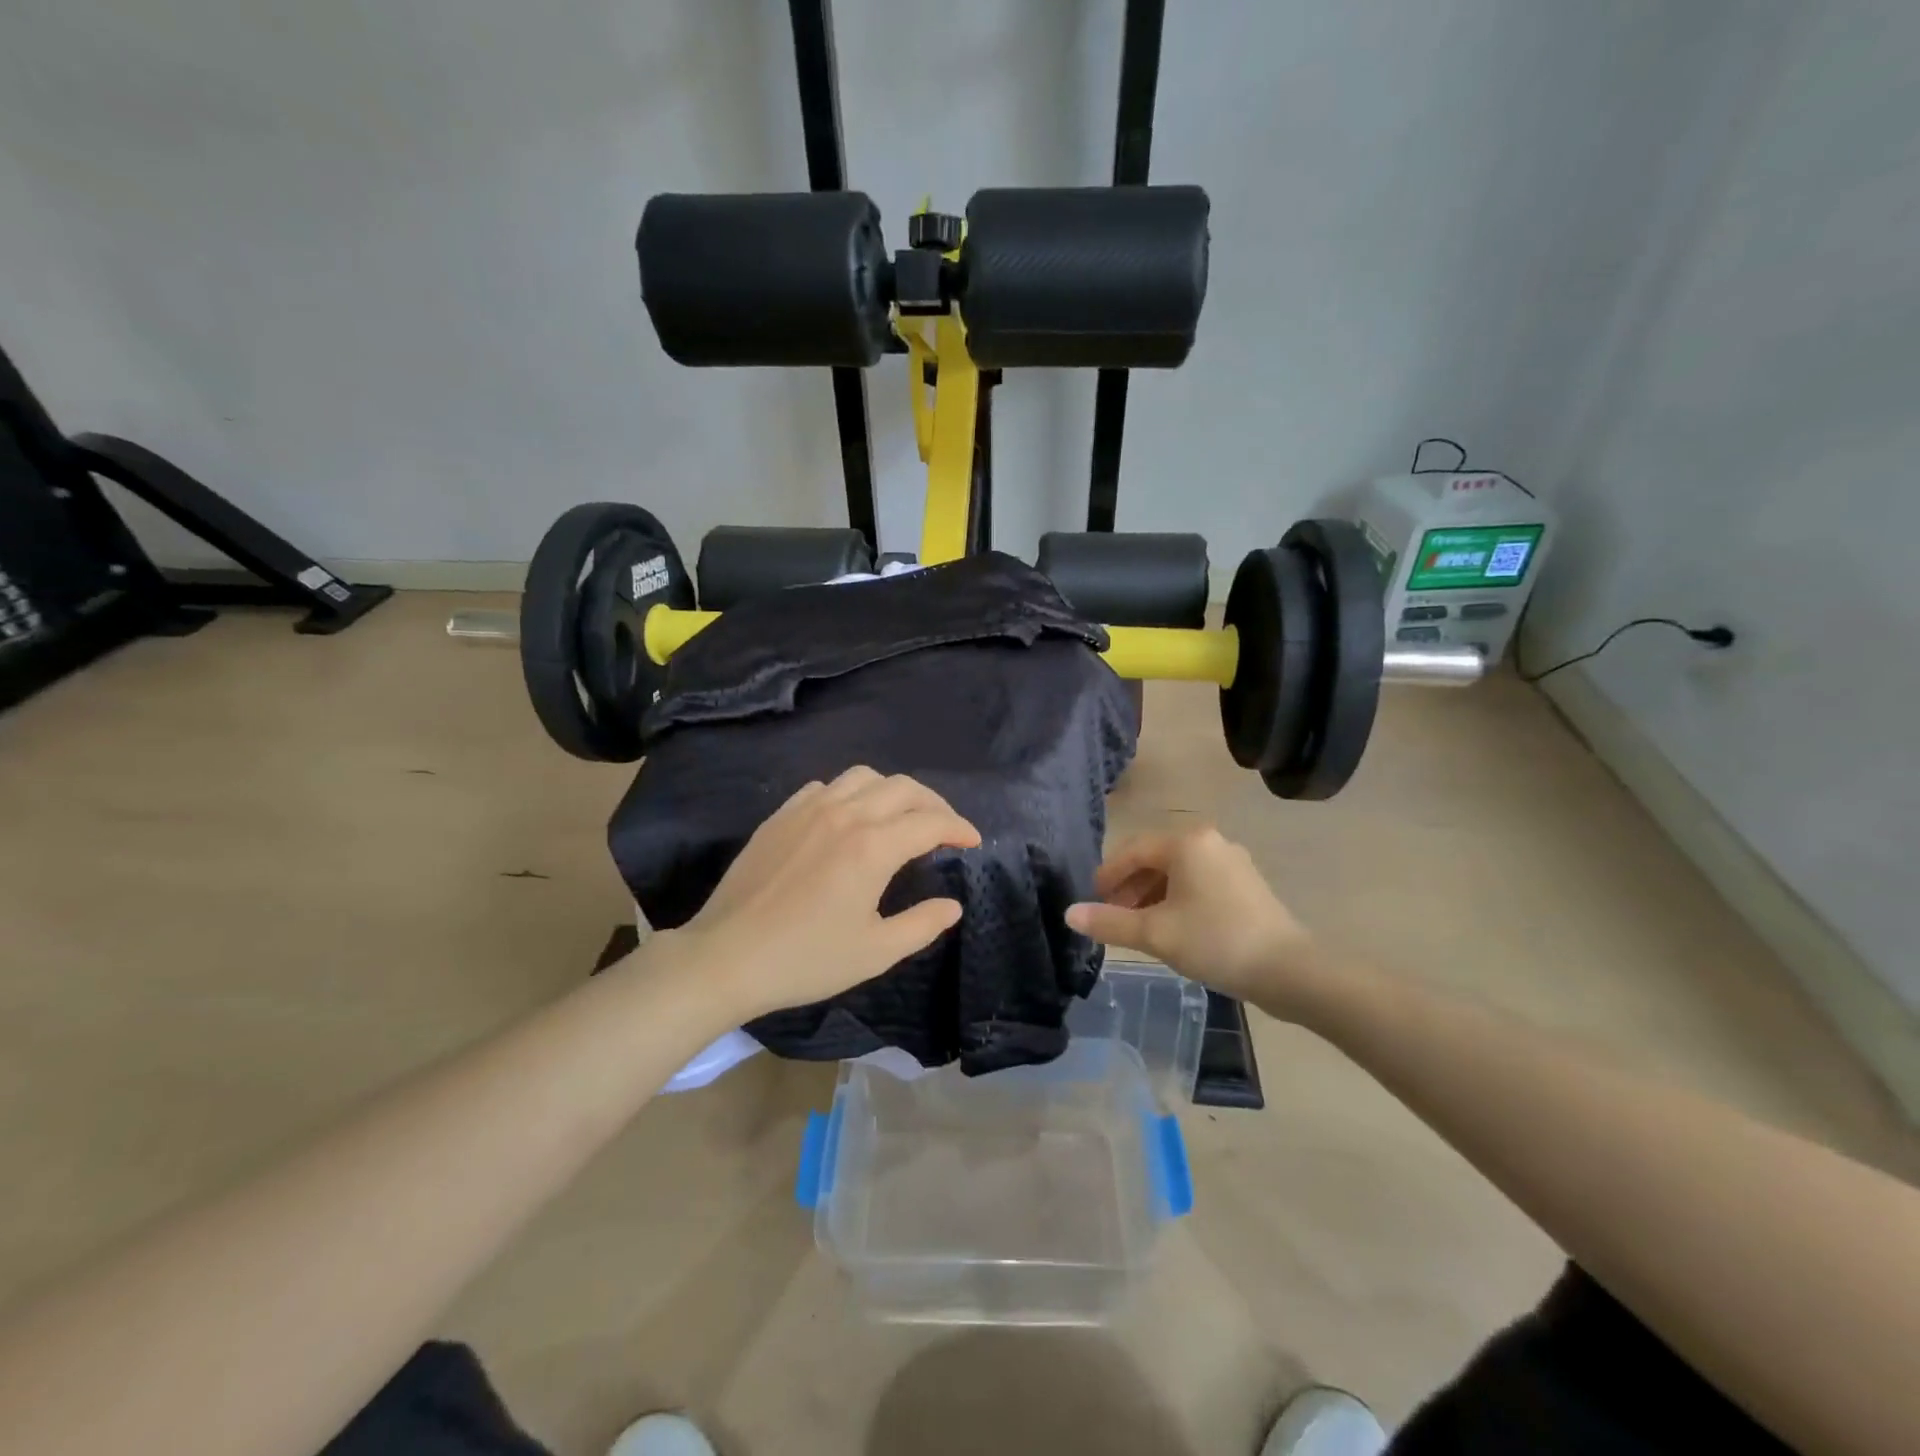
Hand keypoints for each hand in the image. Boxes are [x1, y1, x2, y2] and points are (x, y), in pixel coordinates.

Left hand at [661, 767, 980, 1021]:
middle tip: (945, 828)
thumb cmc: (805, 959)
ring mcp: (808, 809)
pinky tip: (849, 818)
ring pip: (863, 777)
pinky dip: (851, 793)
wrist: (726, 957)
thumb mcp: (875, 952)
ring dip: (893, 791)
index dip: (958, 827)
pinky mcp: (780, 815)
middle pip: (902, 788)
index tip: (973, 840)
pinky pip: (825, 787)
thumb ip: (921, 924)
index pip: (929, 823)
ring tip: (901, 816)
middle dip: (933, 803)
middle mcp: (844, 815)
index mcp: (872, 846)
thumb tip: (952, 905)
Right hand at [1065, 827, 1315, 1010]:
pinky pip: (1199, 884)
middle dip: (1130, 888)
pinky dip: (1178, 901)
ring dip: (1152, 897)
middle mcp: (1211, 842)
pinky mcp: (1247, 886)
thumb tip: (1069, 914)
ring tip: (1138, 928)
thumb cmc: (1216, 942)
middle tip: (1112, 918)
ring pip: (1178, 874)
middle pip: (1155, 860)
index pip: (1133, 851)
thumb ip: (1109, 922)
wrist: (1290, 972)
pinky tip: (1172, 930)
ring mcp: (1233, 863)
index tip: (1092, 901)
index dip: (1108, 876)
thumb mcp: (1155, 934)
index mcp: (1187, 843)